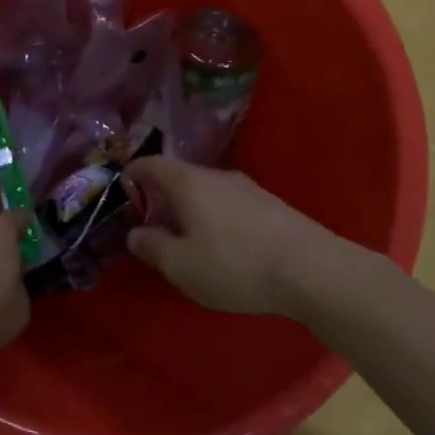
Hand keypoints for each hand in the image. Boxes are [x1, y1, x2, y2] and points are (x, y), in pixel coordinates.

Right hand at [124, 157, 345, 316]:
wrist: (312, 270)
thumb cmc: (235, 264)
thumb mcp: (181, 266)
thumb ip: (152, 246)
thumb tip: (135, 233)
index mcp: (188, 183)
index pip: (151, 164)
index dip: (132, 174)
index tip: (122, 190)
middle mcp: (217, 176)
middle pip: (180, 177)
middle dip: (162, 197)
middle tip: (151, 225)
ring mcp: (248, 188)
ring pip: (207, 191)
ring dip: (191, 209)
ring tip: (187, 240)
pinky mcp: (271, 205)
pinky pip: (230, 204)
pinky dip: (216, 218)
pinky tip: (224, 247)